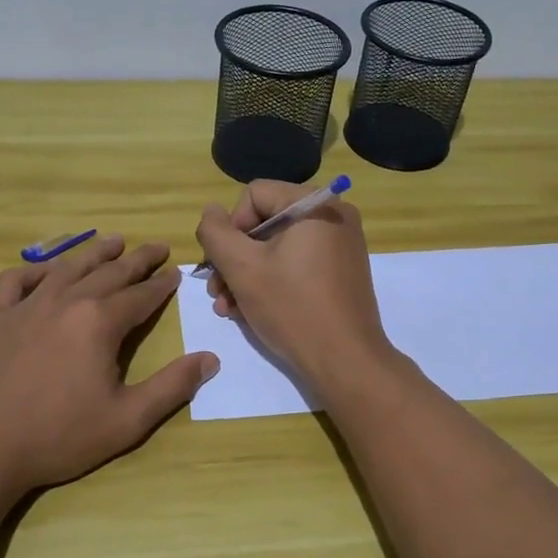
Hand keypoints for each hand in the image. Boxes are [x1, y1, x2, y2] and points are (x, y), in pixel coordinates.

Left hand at [0, 236, 216, 500]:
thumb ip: (171, 387)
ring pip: (67, 267)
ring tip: (113, 241)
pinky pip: (15, 281)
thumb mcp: (127, 421)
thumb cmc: (57, 437)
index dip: (162, 284)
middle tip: (156, 247)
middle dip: (137, 260)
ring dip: (94, 253)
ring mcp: (26, 306)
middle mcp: (66, 301)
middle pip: (109, 272)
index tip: (175, 273)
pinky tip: (44, 273)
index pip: (141, 295)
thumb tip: (210, 359)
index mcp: (100, 322)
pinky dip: (34, 271)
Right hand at [195, 181, 393, 389]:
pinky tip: (251, 311)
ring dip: (247, 274)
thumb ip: (216, 233)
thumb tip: (211, 212)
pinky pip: (297, 263)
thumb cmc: (292, 308)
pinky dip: (272, 281)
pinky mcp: (342, 271)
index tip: (224, 265)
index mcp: (315, 204)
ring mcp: (341, 244)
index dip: (231, 227)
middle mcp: (334, 215)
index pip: (254, 195)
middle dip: (235, 258)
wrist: (346, 362)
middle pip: (265, 222)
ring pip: (278, 247)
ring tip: (228, 308)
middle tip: (217, 292)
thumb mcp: (242, 268)